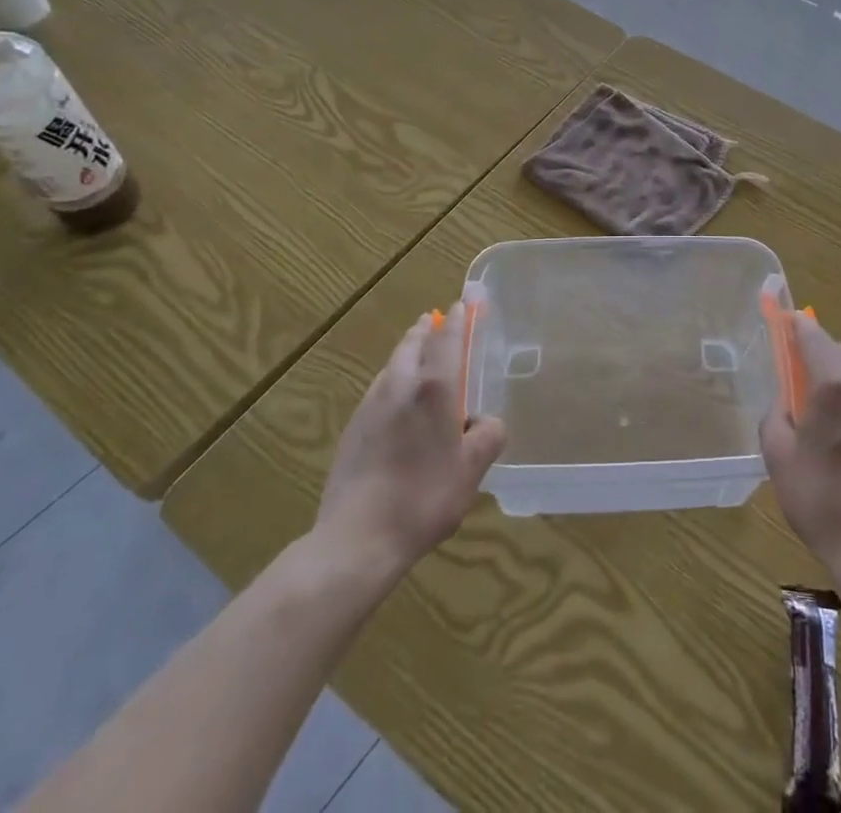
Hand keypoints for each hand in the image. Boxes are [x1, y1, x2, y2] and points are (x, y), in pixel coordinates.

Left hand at [312, 302, 506, 574]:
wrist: (357, 539)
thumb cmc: (424, 497)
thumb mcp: (471, 470)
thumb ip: (487, 435)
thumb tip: (485, 421)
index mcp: (434, 388)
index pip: (447, 339)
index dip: (457, 318)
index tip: (463, 302)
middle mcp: (400, 386)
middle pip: (413, 344)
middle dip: (426, 329)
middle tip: (436, 320)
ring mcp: (371, 406)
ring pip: (392, 365)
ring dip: (407, 351)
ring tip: (418, 352)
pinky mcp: (352, 428)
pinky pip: (379, 389)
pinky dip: (393, 380)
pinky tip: (397, 400)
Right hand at [761, 310, 840, 575]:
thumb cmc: (821, 500)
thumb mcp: (778, 454)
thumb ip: (777, 413)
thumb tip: (787, 400)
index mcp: (836, 385)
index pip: (814, 336)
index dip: (797, 325)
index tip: (786, 320)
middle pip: (840, 354)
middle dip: (818, 358)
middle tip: (798, 381)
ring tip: (828, 416)